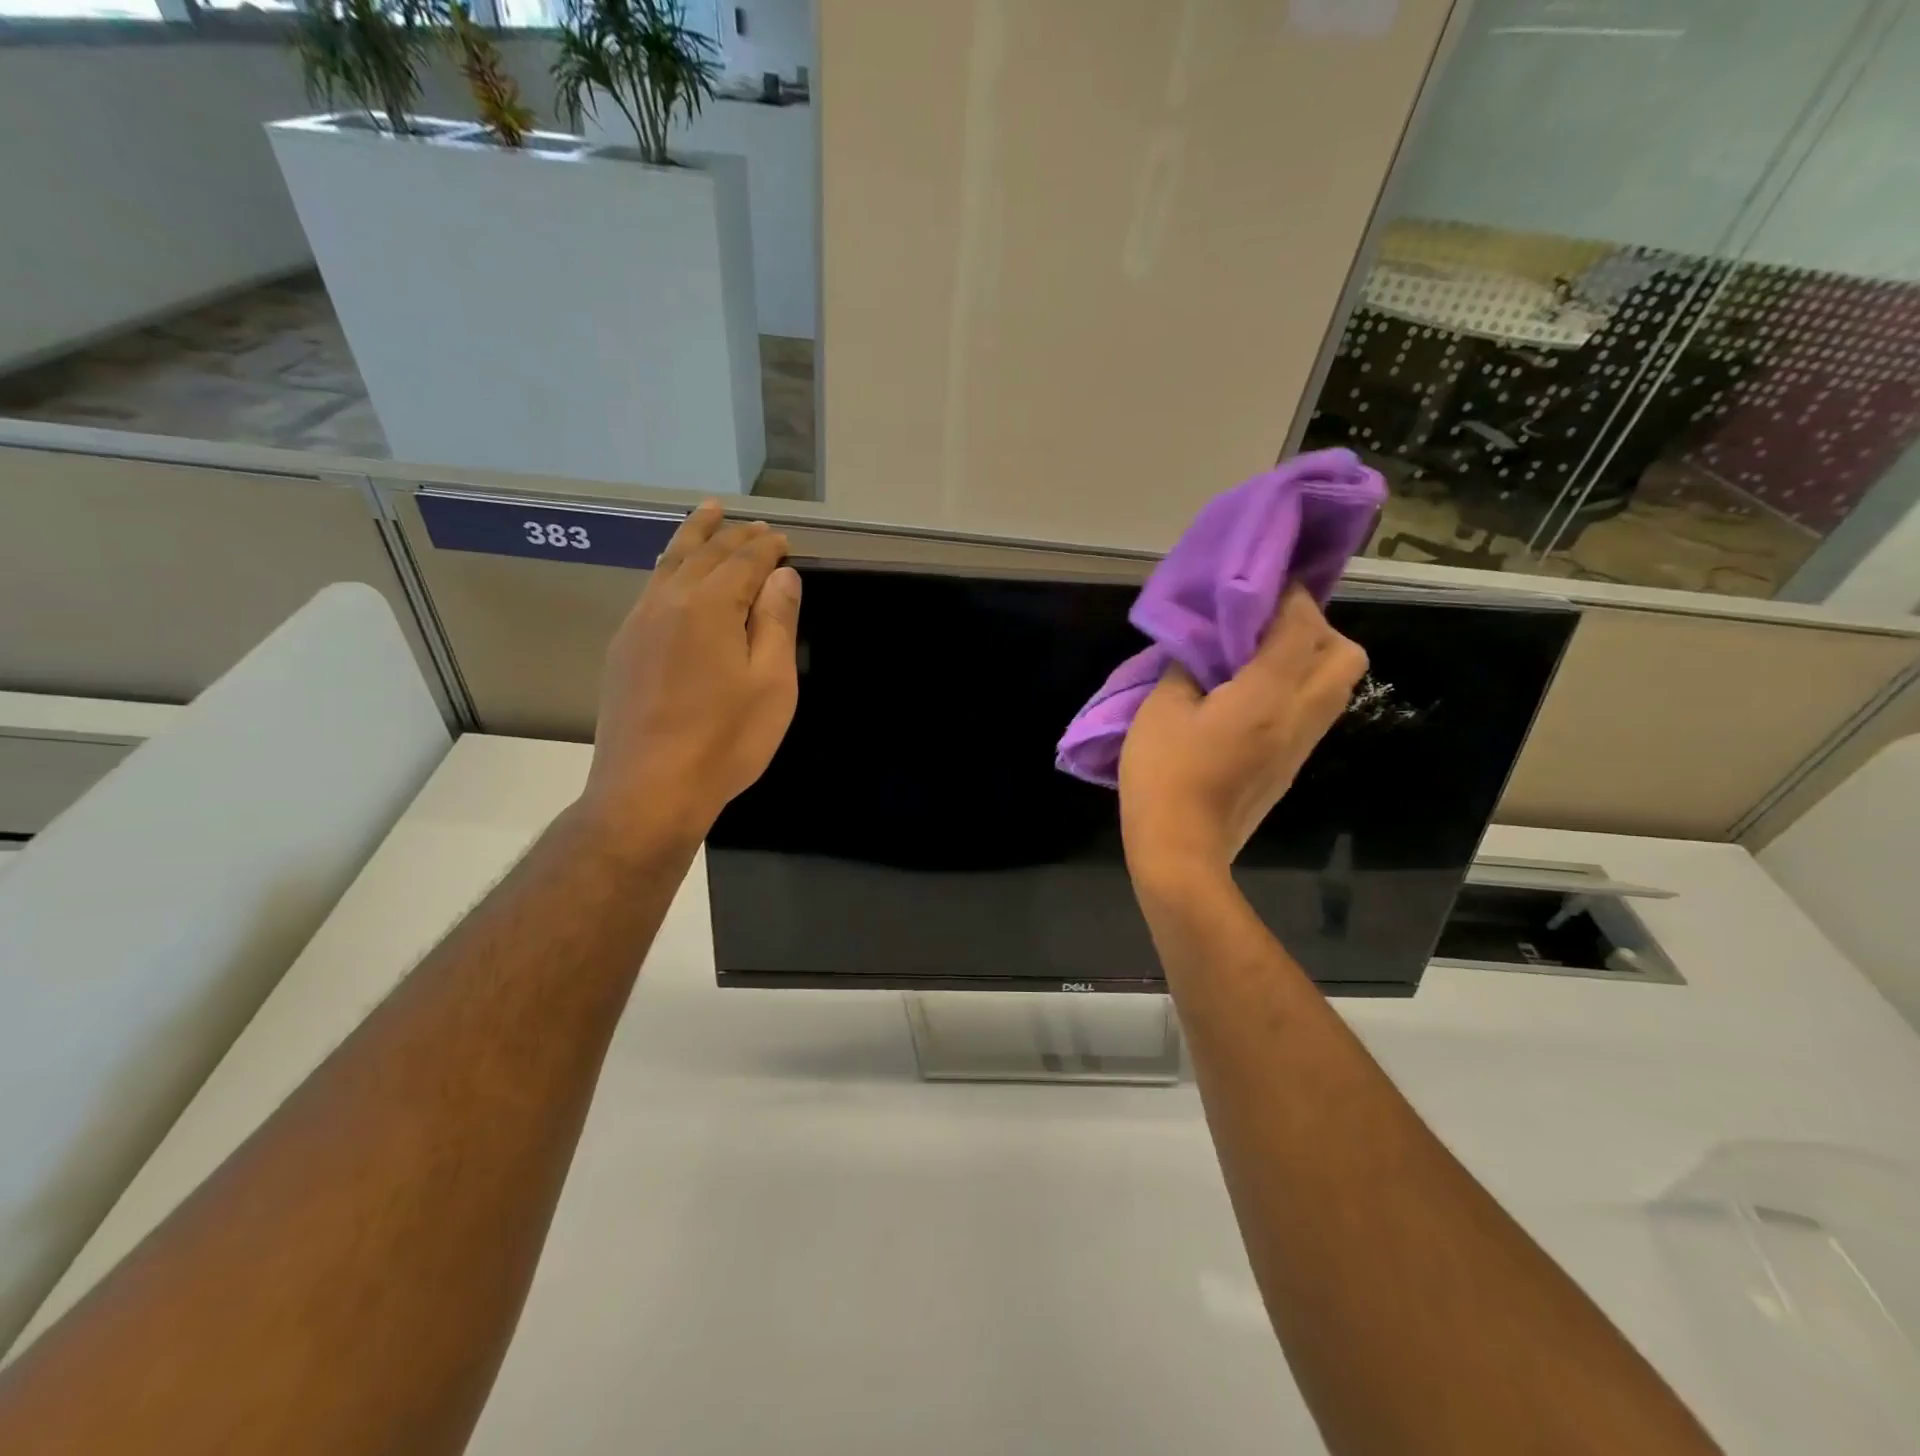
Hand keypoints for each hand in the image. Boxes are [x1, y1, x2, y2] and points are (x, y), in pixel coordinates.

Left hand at [578, 501, 801, 850]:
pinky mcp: (624, 648)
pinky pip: (651, 588)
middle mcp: (668, 602)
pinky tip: (674, 571)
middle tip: (753, 523)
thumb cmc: (725, 740)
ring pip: (668, 564)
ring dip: (692, 536)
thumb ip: (776, 623)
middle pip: (703, 553)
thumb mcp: (771, 684)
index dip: (767, 548)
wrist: (650, 789)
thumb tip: (782, 576)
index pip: (743, 561)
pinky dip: (669, 566)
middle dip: (731, 535)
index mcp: (709, 606)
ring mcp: (639, 624)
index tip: (784, 540)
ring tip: (706, 514)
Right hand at [1120, 586, 1364, 886]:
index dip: (1287, 596)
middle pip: (1345, 655)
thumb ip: (1187, 668)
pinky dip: (1297, 687)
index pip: (1300, 628)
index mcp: (1267, 697)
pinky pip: (1314, 710)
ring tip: (1258, 656)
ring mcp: (1301, 745)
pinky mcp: (1292, 765)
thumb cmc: (1165, 776)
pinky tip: (1252, 694)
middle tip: (1266, 626)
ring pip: (1337, 685)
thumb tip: (1204, 650)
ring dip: (1310, 658)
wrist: (1182, 851)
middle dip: (1315, 628)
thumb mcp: (1160, 710)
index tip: (1262, 582)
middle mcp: (1299, 716)